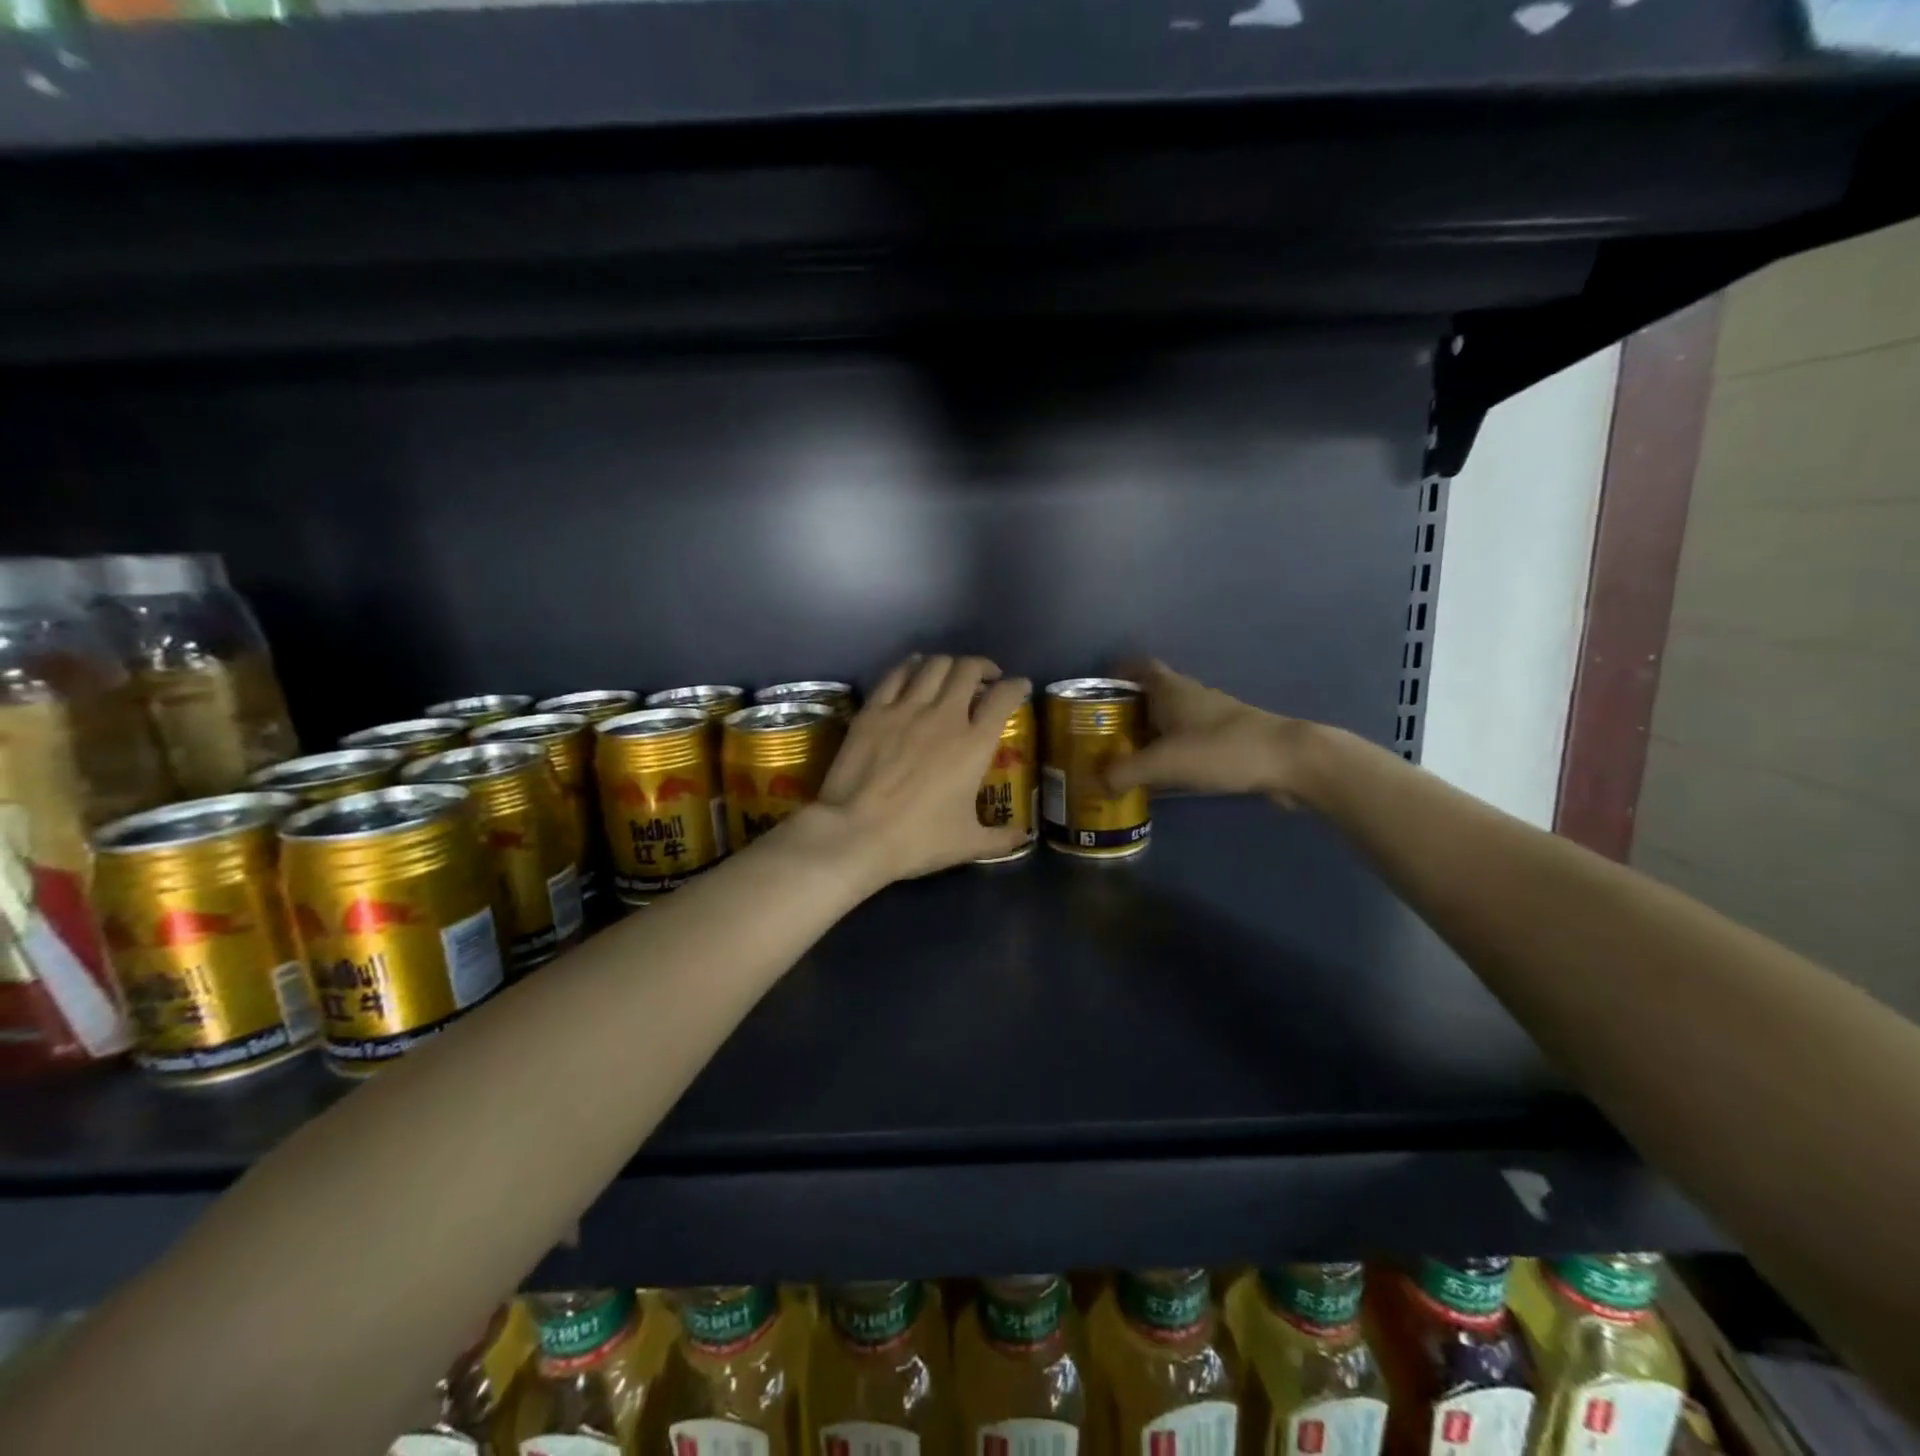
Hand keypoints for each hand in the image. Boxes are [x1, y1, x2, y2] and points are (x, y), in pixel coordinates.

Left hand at [782, 655, 1032, 890]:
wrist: (856, 832)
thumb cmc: (918, 839)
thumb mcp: (967, 843)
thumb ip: (1000, 838)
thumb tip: (1023, 838)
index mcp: (974, 744)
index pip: (1003, 698)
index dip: (1016, 686)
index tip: (1020, 687)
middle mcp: (945, 716)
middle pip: (968, 670)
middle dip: (982, 668)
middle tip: (985, 678)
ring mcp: (906, 709)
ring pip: (934, 665)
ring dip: (949, 664)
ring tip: (951, 673)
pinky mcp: (874, 710)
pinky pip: (897, 674)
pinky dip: (911, 666)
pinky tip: (914, 669)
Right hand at [1103, 659, 1320, 807]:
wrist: (1288, 761)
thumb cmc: (1220, 750)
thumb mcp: (1164, 762)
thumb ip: (1125, 771)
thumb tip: (1097, 782)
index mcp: (1171, 689)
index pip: (1139, 667)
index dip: (1117, 675)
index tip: (1096, 695)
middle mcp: (1191, 696)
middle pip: (1151, 695)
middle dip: (1126, 712)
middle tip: (1102, 736)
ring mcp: (1213, 717)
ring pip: (1171, 720)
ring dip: (1149, 735)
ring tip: (1126, 760)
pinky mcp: (1228, 740)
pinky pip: (1189, 741)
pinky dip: (1171, 752)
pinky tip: (1163, 777)